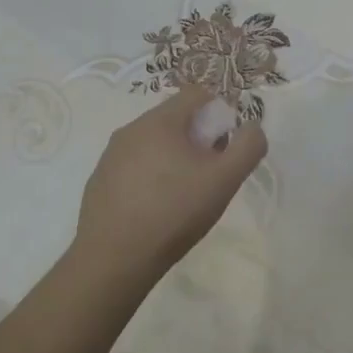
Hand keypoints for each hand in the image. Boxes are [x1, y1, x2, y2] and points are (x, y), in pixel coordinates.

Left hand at [72, 84, 266, 293]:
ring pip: (153, 142)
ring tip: (183, 195)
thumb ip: (247, 147)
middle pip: (175, 118)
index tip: (225, 146)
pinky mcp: (100, 179)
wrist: (114, 258)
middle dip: (197, 138)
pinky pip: (133, 165)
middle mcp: (131, 128)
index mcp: (160, 120)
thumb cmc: (174, 212)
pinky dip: (150, 176)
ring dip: (173, 157)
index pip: (197, 93)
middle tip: (208, 174)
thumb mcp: (224, 180)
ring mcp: (111, 154)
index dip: (219, 113)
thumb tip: (252, 127)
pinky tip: (156, 208)